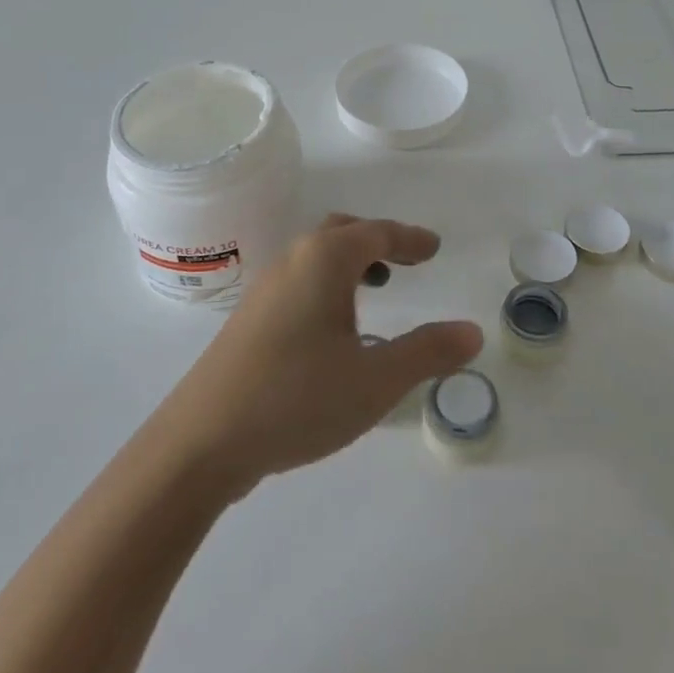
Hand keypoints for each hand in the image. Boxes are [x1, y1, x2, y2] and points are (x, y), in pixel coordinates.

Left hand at [156, 215, 482, 494]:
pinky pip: (299, 281)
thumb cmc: (296, 399)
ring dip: (350, 262)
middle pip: (342, 232)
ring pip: (316, 256)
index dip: (410, 238)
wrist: (201, 441)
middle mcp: (292, 261)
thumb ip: (427, 352)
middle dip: (378, 241)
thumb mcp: (375, 380)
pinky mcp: (249, 318)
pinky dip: (327, 284)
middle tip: (408, 261)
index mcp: (324, 260)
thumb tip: (472, 331)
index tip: (434, 247)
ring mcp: (264, 289)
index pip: (377, 233)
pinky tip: (334, 328)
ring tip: (377, 289)